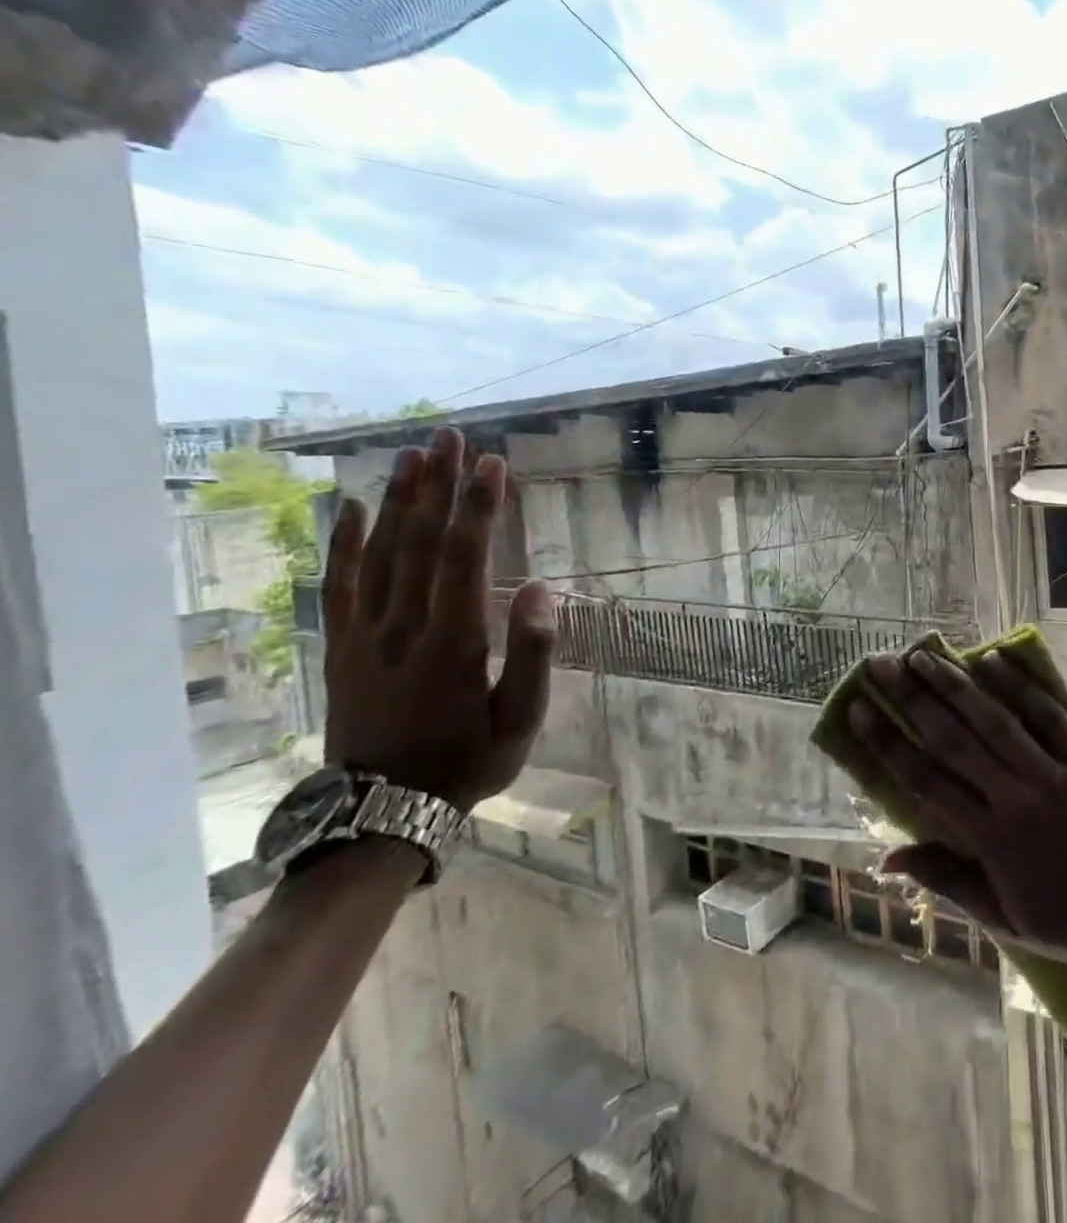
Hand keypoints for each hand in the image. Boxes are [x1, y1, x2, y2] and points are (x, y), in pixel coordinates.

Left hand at [321, 428, 553, 811]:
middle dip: (438, 486)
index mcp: (453, 642)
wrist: (381, 814)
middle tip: (450, 437)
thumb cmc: (467, 762)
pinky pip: (339, 586)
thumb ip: (534, 653)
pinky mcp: (341, 648)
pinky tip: (351, 508)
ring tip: (413, 456)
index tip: (492, 463)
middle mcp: (403, 627)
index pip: (465, 558)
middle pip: (420, 542)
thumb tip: (541, 589)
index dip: (479, 506)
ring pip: (380, 554)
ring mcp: (365, 636)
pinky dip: (344, 544)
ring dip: (398, 501)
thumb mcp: (521, 720)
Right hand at [848, 648, 1066, 979]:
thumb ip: (943, 879)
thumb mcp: (999, 915)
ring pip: (994, 721)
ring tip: (923, 656)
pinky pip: (1049, 716)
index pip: (925, 780)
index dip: (887, 742)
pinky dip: (1019, 687)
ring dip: (956, 685)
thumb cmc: (1066, 922)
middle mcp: (1014, 799)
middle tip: (881, 665)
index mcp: (988, 840)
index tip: (860, 709)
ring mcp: (1054, 775)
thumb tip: (885, 857)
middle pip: (953, 740)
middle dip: (912, 699)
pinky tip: (991, 660)